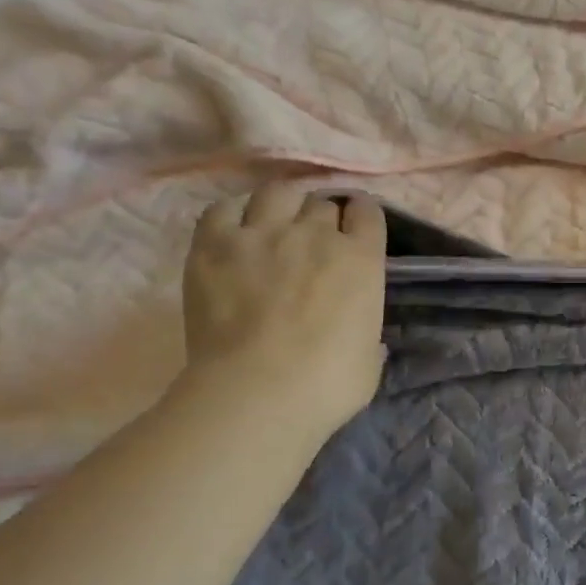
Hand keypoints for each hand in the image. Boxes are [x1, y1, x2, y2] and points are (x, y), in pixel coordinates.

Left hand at [177, 185, 387, 443]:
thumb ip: (367, 333)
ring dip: (282, 204)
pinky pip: (223, 208)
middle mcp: (315, 233)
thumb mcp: (370, 359)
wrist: (259, 392)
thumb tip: (361, 335)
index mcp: (361, 259)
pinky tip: (234, 230)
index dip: (361, 217)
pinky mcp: (214, 244)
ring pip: (277, 192)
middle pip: (321, 202)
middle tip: (312, 238)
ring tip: (275, 222)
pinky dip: (233, 214)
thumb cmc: (328, 384)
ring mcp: (263, 233)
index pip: (367, 212)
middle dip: (320, 216)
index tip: (355, 229)